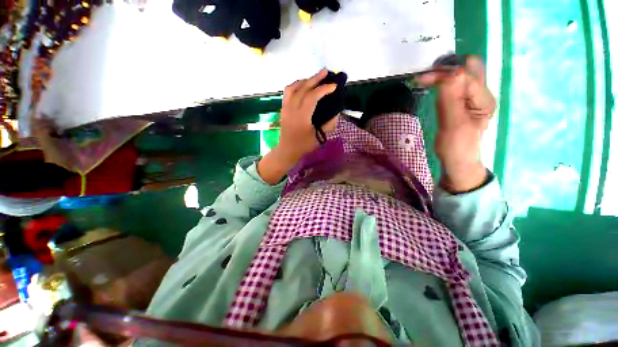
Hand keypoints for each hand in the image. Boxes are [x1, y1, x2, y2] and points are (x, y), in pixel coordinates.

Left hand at [278, 69, 337, 162]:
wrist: (287, 149)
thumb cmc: (303, 145)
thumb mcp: (318, 137)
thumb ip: (328, 124)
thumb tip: (336, 113)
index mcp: (301, 117)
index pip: (312, 97)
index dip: (324, 89)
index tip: (334, 86)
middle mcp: (292, 109)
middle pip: (303, 89)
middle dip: (315, 79)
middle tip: (326, 72)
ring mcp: (285, 107)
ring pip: (293, 87)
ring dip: (305, 80)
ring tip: (314, 78)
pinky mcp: (283, 108)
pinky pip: (288, 92)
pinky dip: (296, 85)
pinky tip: (303, 86)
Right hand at [417, 56, 495, 192]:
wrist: (458, 159)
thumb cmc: (456, 147)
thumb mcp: (453, 125)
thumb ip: (452, 100)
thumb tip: (448, 74)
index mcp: (484, 100)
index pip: (465, 77)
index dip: (444, 75)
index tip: (421, 79)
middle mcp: (482, 94)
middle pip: (470, 68)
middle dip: (447, 67)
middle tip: (427, 75)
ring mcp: (473, 96)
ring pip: (462, 73)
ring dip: (444, 73)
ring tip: (426, 79)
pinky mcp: (463, 100)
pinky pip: (455, 84)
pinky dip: (443, 81)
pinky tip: (432, 85)